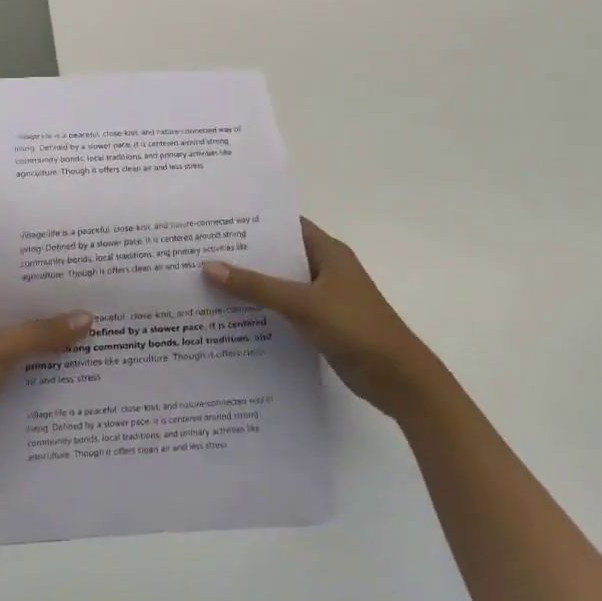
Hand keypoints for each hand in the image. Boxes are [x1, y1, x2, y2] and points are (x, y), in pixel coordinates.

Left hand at [0, 292, 92, 486]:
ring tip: (103, 341)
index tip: (85, 281)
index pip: (16, 289)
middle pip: (26, 321)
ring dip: (57, 351)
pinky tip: (83, 377)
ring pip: (29, 352)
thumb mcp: (0, 347)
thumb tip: (88, 317)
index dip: (47, 286)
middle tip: (103, 310)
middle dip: (59, 319)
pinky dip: (49, 379)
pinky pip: (28, 380)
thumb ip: (43, 332)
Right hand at [204, 219, 439, 420]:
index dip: (255, 222)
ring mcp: (325, 298)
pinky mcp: (322, 324)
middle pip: (280, 256)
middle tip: (203, 252)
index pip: (287, 225)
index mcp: (328, 252)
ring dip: (253, 286)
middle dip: (247, 255)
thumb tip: (209, 266)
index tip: (219, 221)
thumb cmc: (355, 327)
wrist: (398, 378)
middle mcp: (326, 269)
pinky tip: (234, 319)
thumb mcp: (302, 304)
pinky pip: (286, 311)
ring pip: (281, 285)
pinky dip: (265, 312)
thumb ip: (257, 286)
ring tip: (209, 284)